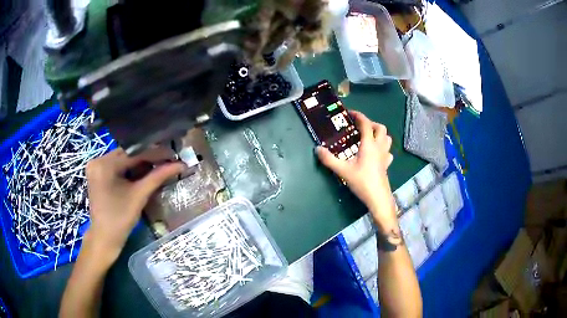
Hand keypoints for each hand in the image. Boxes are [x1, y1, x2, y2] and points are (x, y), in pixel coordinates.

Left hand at [84, 147, 185, 264]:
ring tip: (158, 165)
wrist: (105, 237)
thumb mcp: (139, 195)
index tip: (173, 154)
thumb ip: (158, 176)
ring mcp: (96, 166)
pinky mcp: (98, 172)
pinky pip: (117, 164)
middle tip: (167, 160)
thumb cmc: (121, 219)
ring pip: (123, 158)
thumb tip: (180, 164)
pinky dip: (131, 168)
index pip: (133, 152)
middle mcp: (98, 160)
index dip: (155, 153)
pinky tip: (143, 171)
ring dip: (140, 162)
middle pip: (128, 153)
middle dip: (148, 157)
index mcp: (104, 164)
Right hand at [316, 111, 396, 230]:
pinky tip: (376, 153)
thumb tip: (317, 149)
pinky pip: (388, 151)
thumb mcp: (343, 171)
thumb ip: (329, 159)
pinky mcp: (387, 164)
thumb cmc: (362, 182)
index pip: (366, 124)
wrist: (378, 198)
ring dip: (379, 133)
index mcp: (369, 145)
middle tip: (359, 127)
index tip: (350, 113)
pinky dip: (383, 147)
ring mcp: (385, 156)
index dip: (359, 116)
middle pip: (380, 128)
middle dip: (370, 123)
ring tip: (368, 137)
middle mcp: (379, 147)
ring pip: (386, 138)